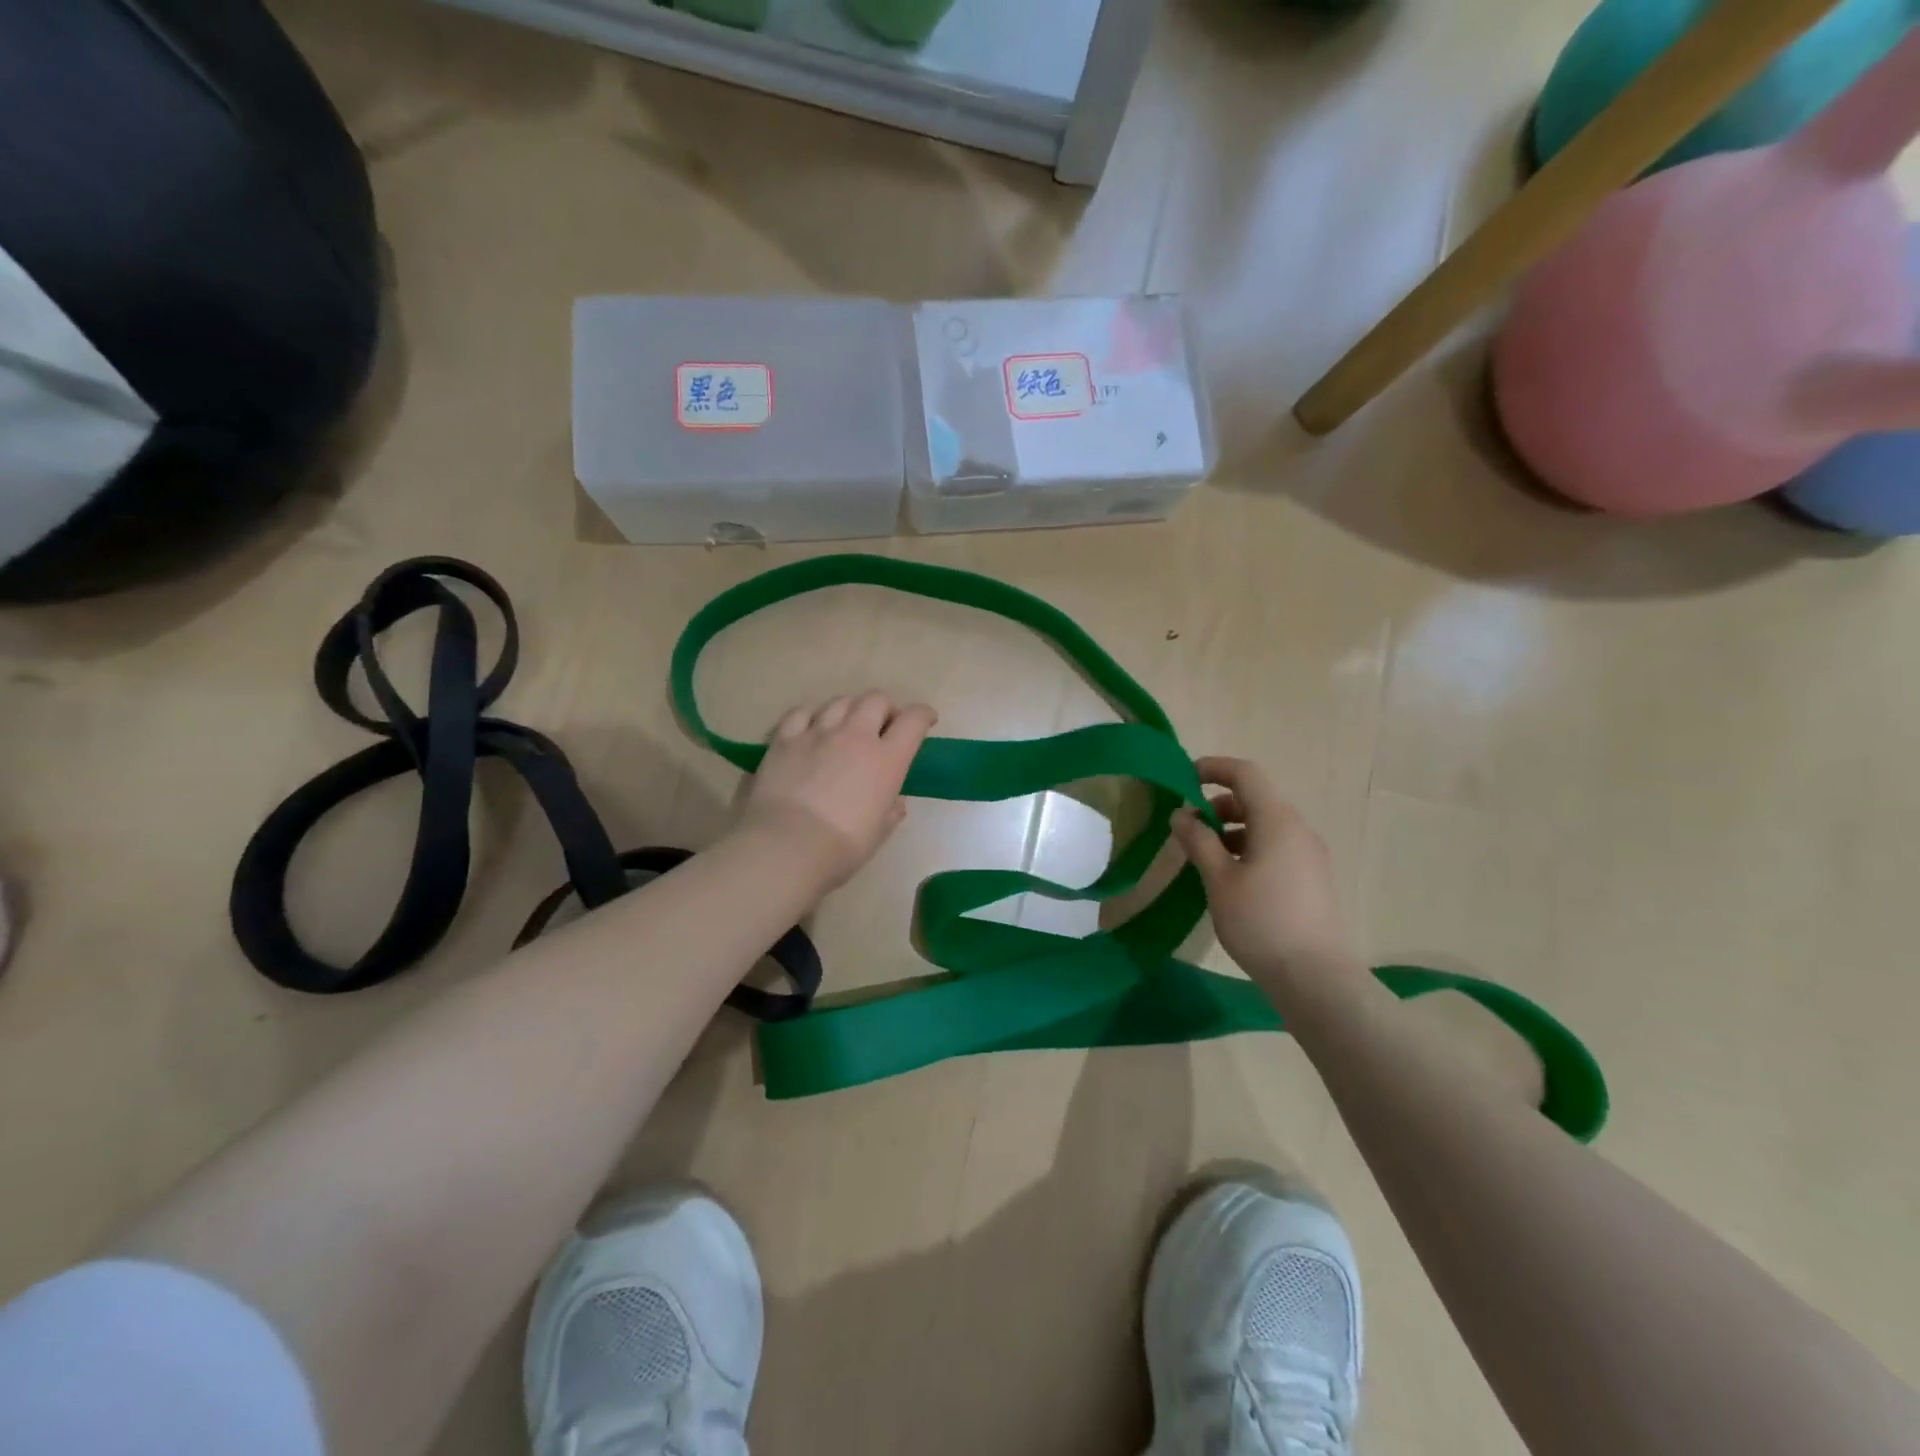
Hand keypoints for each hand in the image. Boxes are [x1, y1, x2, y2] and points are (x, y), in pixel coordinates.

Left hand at [737, 692, 937, 890]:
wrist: (786, 847)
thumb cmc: (841, 847)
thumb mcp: (879, 832)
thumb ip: (891, 811)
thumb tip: (894, 801)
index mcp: (886, 760)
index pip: (913, 720)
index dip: (923, 715)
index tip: (926, 720)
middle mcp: (855, 736)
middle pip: (876, 700)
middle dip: (885, 708)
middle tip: (882, 726)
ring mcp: (817, 733)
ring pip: (840, 701)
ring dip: (850, 709)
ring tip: (846, 726)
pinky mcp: (784, 739)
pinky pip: (801, 712)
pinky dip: (812, 716)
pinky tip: (811, 728)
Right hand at [1169, 756, 1354, 982]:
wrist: (1315, 977)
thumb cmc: (1261, 921)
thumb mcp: (1219, 879)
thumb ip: (1198, 840)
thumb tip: (1181, 814)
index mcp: (1277, 821)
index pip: (1245, 774)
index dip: (1213, 768)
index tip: (1184, 778)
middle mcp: (1298, 829)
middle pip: (1256, 798)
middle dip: (1218, 804)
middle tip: (1188, 827)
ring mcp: (1309, 854)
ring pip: (1266, 824)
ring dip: (1232, 828)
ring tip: (1205, 856)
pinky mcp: (1312, 877)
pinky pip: (1276, 846)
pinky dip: (1249, 847)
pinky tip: (1230, 877)